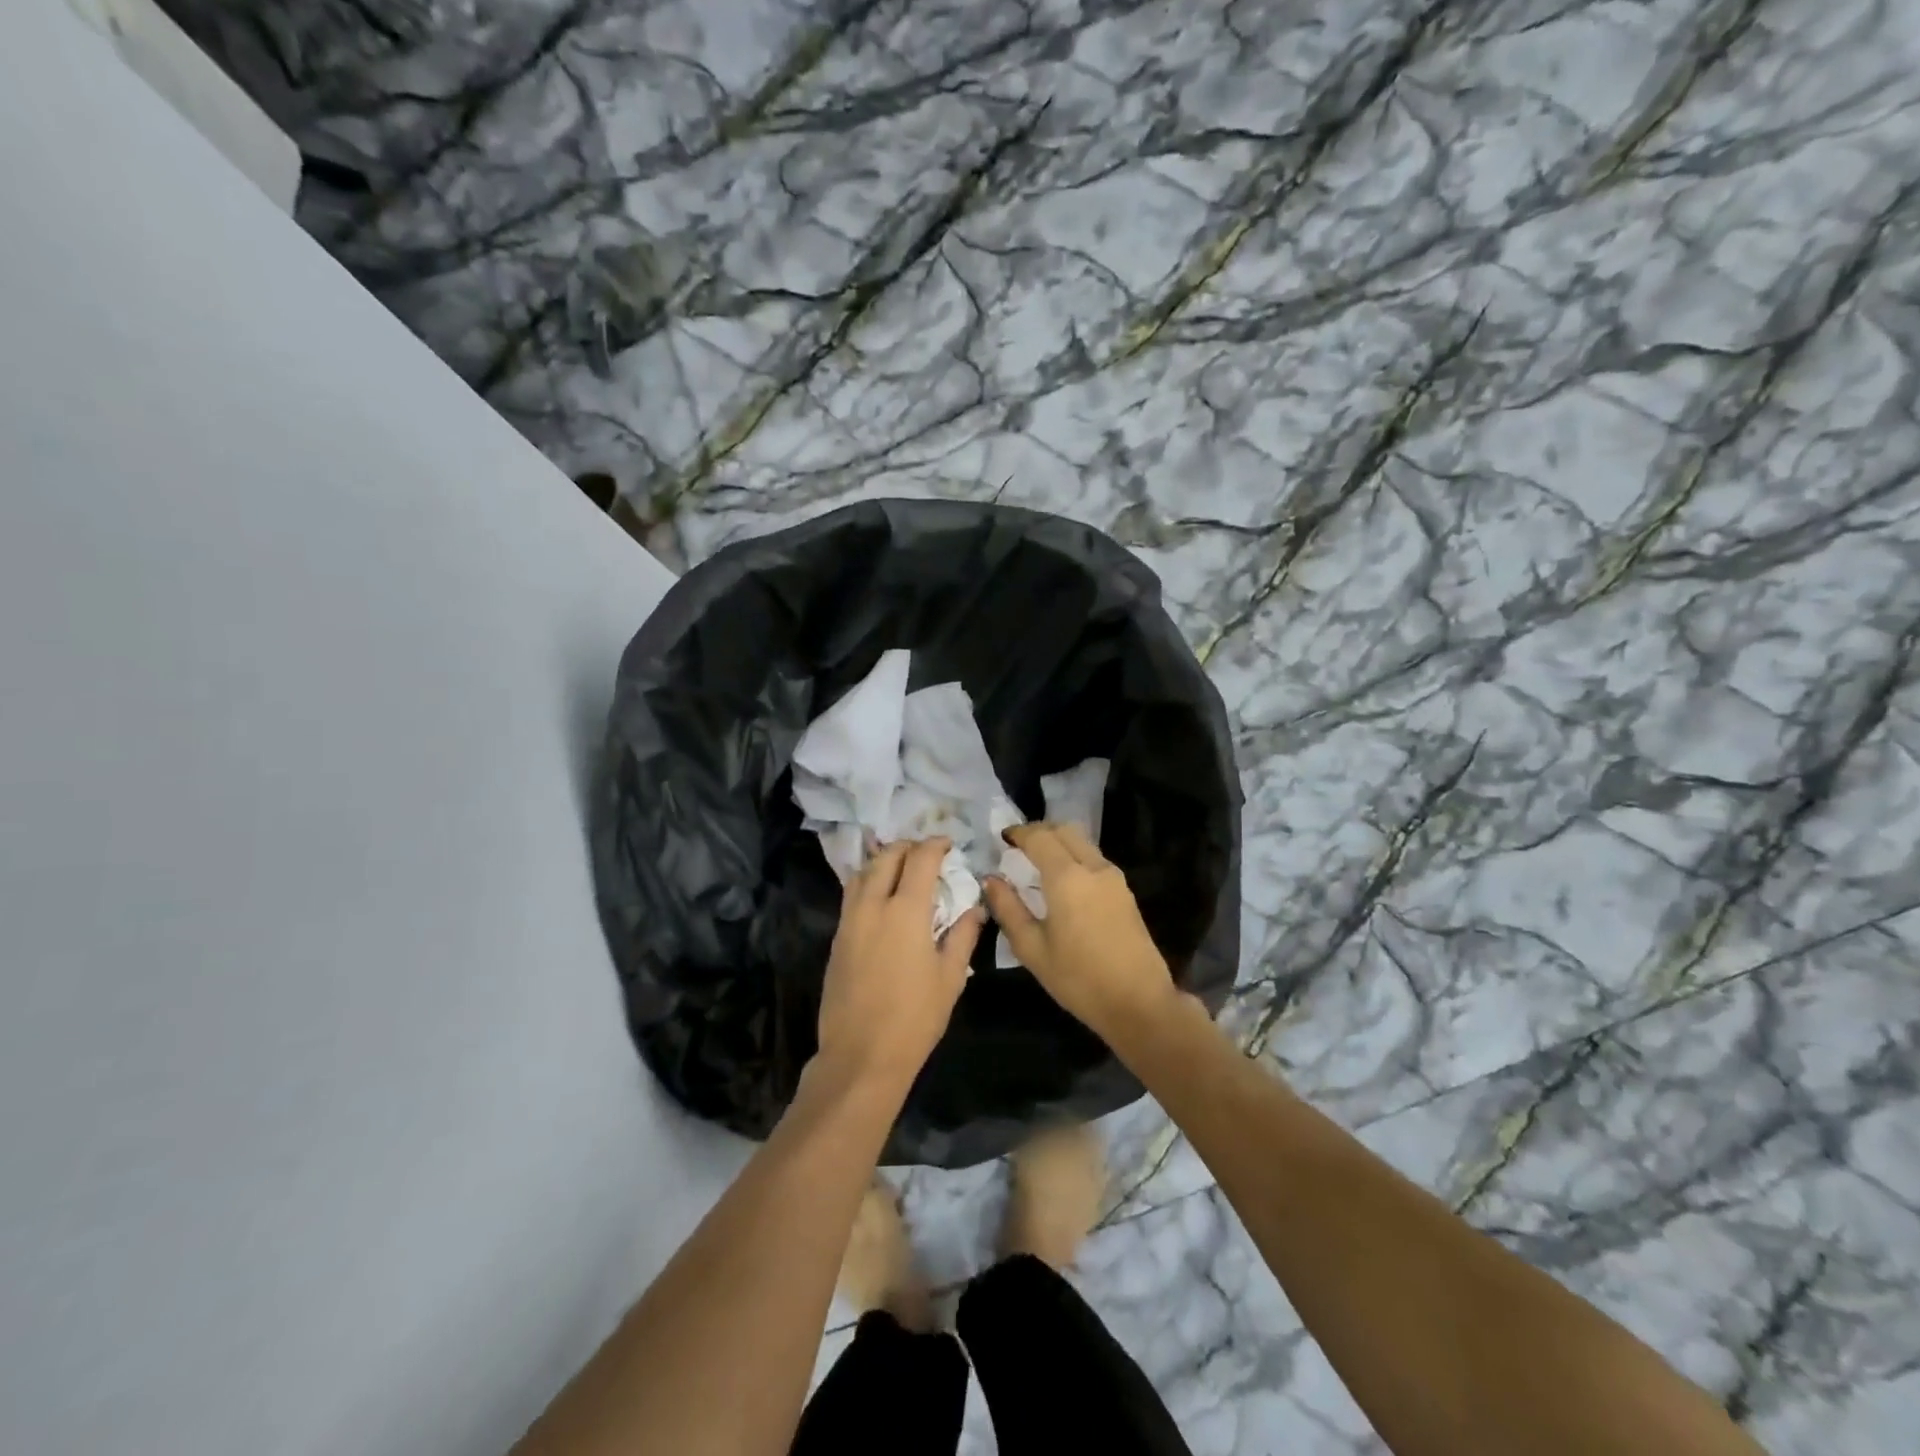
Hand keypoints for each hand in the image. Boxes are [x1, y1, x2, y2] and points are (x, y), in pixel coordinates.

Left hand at [815, 838, 983, 1093]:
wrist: (861, 1055)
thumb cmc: (915, 1018)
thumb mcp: (950, 978)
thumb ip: (963, 935)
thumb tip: (974, 908)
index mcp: (906, 911)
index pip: (920, 859)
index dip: (935, 845)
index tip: (948, 844)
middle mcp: (873, 905)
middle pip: (887, 857)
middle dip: (908, 847)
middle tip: (926, 854)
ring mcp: (850, 920)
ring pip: (863, 872)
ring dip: (884, 861)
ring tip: (903, 869)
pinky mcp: (837, 938)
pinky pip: (852, 894)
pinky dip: (869, 882)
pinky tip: (883, 897)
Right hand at [983, 822, 1178, 1041]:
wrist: (1139, 1003)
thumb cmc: (1079, 979)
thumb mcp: (1032, 949)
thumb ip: (1008, 909)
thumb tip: (991, 880)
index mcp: (1067, 877)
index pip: (1039, 837)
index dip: (1018, 833)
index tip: (1002, 839)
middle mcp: (1093, 867)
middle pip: (1064, 830)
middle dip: (1039, 831)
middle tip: (1018, 846)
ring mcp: (1114, 878)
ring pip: (1082, 842)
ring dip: (1058, 842)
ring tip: (1037, 862)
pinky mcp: (1125, 892)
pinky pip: (1094, 859)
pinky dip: (1074, 856)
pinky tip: (1063, 881)